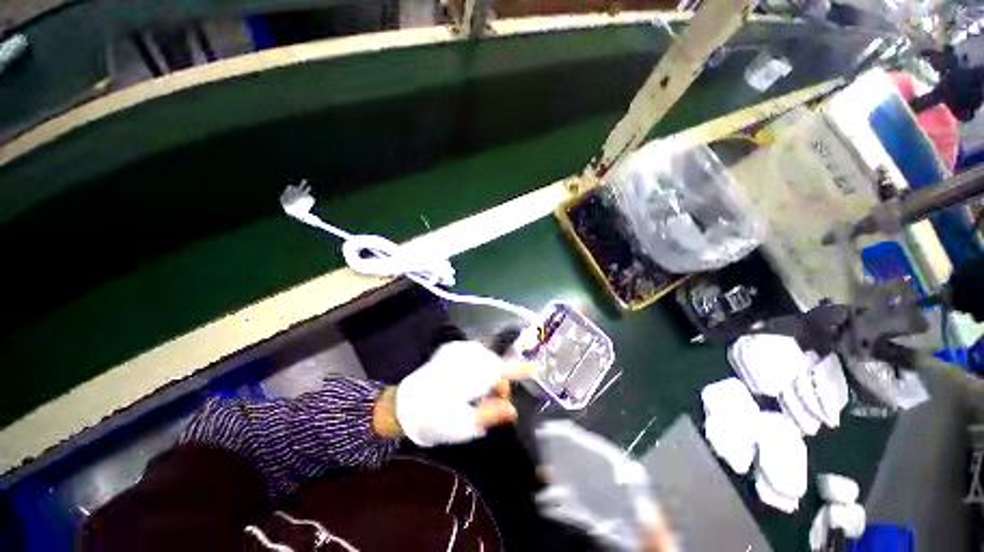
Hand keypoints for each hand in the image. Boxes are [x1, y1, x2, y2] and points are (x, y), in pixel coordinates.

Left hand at [386, 341, 529, 446]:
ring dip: (489, 373)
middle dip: (499, 381)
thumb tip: (512, 410)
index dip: (518, 370)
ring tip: (480, 392)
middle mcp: (463, 358)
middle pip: (494, 364)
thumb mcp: (463, 425)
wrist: (406, 406)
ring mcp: (455, 351)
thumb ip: (490, 414)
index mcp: (468, 377)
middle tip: (493, 401)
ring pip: (485, 358)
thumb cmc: (435, 419)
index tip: (533, 369)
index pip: (499, 370)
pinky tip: (472, 378)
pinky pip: (473, 353)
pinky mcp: (449, 350)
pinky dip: (479, 364)